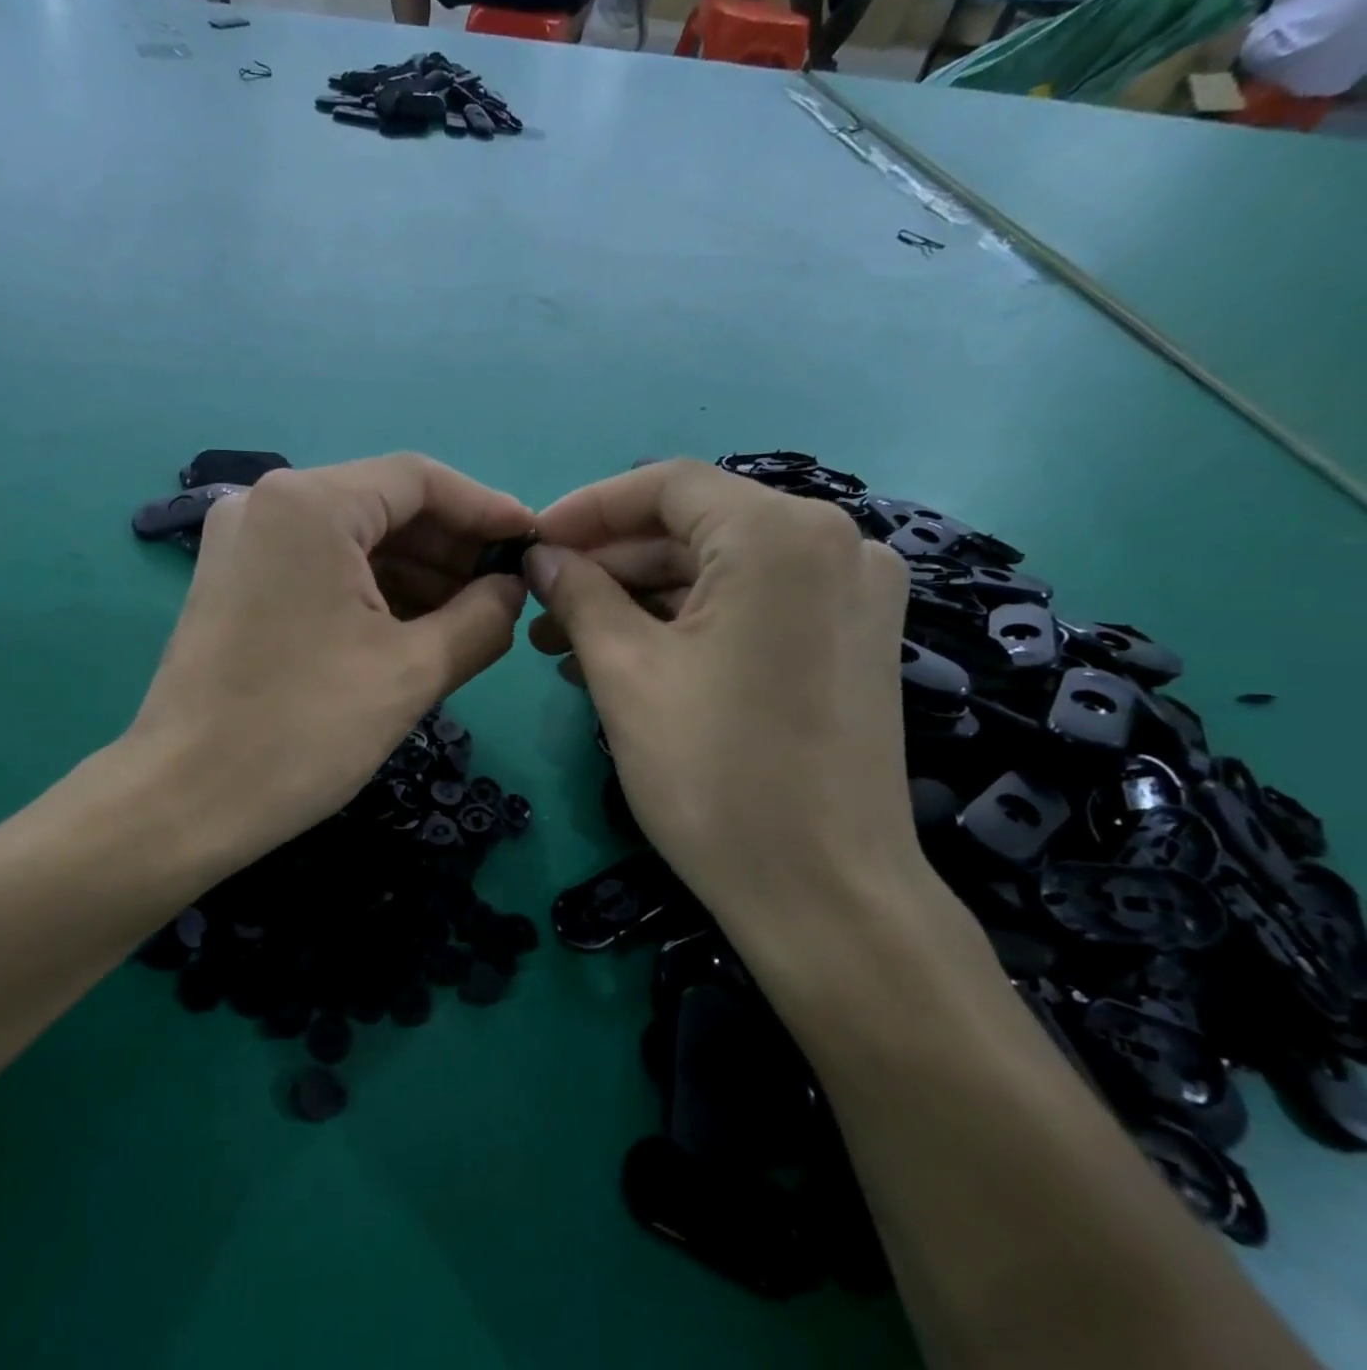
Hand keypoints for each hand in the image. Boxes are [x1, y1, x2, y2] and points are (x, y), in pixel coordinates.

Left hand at [122, 455, 533, 872]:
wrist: (184, 801)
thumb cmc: (304, 730)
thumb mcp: (413, 671)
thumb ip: (483, 616)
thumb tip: (512, 588)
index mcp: (309, 504)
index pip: (420, 479)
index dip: (485, 510)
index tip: (532, 544)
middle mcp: (267, 503)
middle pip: (383, 505)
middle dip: (450, 547)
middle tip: (504, 591)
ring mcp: (243, 541)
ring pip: (351, 538)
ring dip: (414, 572)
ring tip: (468, 616)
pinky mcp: (233, 580)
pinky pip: (319, 566)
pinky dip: (370, 590)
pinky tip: (412, 627)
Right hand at [524, 460, 930, 944]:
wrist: (824, 894)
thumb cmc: (714, 774)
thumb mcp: (624, 672)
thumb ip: (577, 593)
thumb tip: (540, 556)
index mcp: (780, 535)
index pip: (666, 486)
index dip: (587, 508)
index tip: (531, 545)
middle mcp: (833, 543)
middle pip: (693, 527)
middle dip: (607, 563)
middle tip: (540, 604)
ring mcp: (850, 593)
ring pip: (718, 570)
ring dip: (638, 598)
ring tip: (563, 643)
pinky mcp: (849, 640)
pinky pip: (750, 606)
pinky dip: (685, 623)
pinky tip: (622, 658)